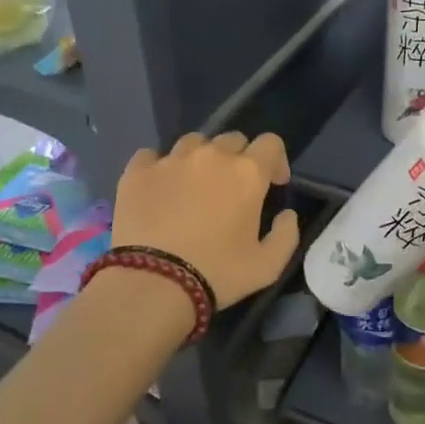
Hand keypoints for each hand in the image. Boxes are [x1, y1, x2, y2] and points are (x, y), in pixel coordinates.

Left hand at [111, 131, 301, 307]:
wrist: (153, 283)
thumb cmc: (217, 274)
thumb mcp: (268, 266)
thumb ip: (287, 234)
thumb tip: (287, 214)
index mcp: (247, 173)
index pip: (270, 143)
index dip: (275, 161)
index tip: (273, 184)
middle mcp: (210, 156)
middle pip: (232, 139)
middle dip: (239, 159)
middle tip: (232, 190)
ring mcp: (170, 160)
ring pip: (193, 143)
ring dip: (201, 159)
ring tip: (194, 186)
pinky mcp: (137, 172)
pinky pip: (151, 155)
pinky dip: (160, 167)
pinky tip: (159, 188)